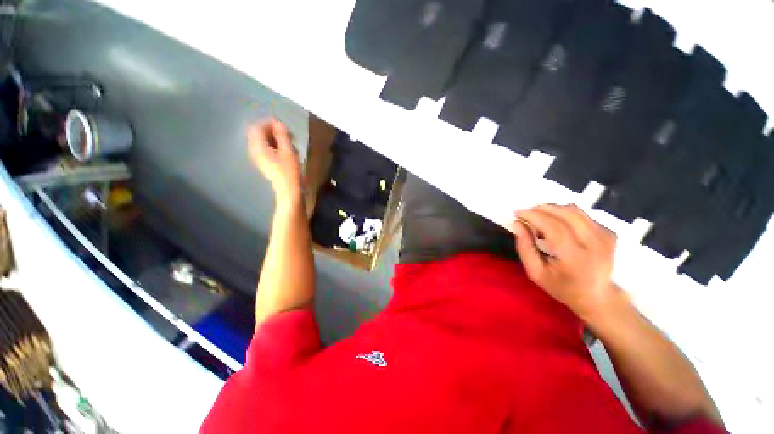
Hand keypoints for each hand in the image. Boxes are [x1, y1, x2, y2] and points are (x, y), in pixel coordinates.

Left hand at [248, 119, 301, 203]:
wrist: (288, 189)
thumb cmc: (290, 170)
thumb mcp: (288, 151)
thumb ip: (282, 135)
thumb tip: (278, 123)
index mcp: (258, 147)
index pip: (257, 127)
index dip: (268, 123)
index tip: (282, 125)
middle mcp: (254, 150)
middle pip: (257, 133)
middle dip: (270, 130)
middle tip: (286, 133)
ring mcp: (257, 157)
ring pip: (260, 141)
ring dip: (272, 137)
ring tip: (286, 141)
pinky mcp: (263, 162)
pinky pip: (263, 148)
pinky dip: (272, 144)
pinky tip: (283, 149)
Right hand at [512, 204, 618, 318]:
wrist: (598, 297)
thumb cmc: (562, 287)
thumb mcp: (535, 273)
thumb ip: (524, 247)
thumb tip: (517, 223)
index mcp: (574, 258)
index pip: (552, 226)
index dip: (533, 215)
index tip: (517, 213)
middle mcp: (594, 244)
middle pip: (565, 214)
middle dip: (541, 208)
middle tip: (526, 213)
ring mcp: (605, 237)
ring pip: (574, 210)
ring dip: (552, 209)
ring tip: (539, 217)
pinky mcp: (609, 233)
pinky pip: (582, 215)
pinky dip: (564, 214)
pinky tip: (556, 223)